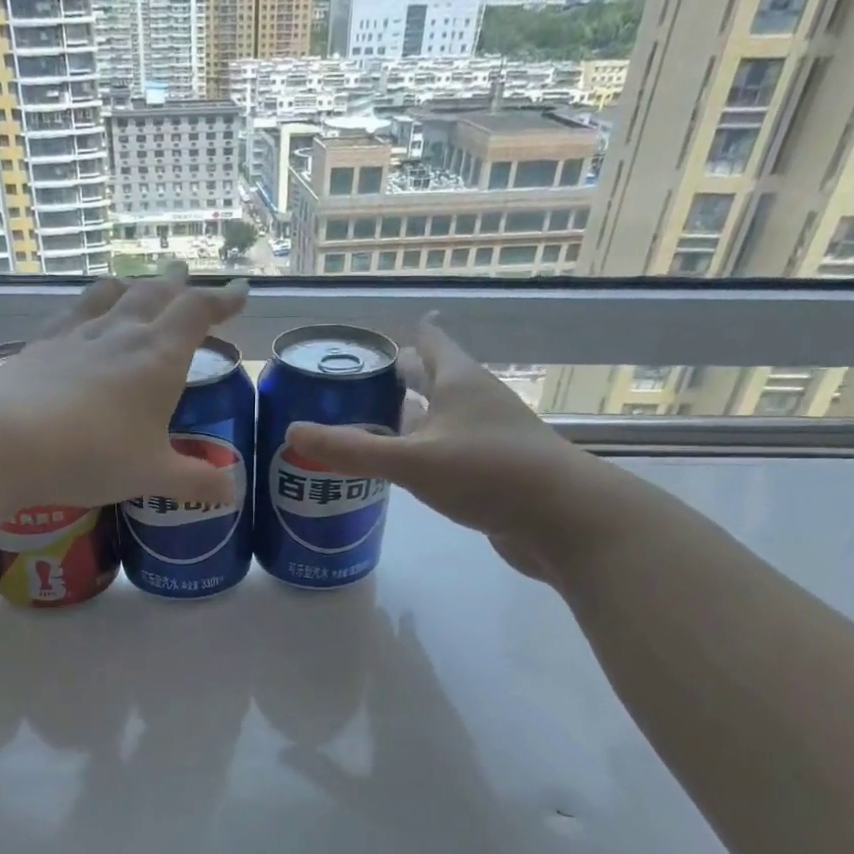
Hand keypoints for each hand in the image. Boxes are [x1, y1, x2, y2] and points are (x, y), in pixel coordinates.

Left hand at [0, 264, 248, 519]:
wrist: (8, 441)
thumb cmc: (94, 456)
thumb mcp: (153, 476)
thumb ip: (196, 482)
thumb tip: (232, 493)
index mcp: (160, 357)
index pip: (198, 311)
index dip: (223, 298)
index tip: (241, 291)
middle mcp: (123, 333)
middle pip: (156, 293)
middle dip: (179, 286)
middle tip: (189, 281)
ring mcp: (79, 334)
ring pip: (114, 294)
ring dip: (135, 286)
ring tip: (141, 286)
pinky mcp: (43, 344)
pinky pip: (74, 311)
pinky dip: (91, 303)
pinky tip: (84, 313)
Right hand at [285, 316, 631, 583]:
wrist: (562, 520)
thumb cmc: (489, 473)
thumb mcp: (413, 459)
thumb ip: (352, 449)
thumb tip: (291, 433)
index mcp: (460, 381)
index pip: (430, 341)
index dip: (405, 333)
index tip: (372, 336)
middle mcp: (475, 402)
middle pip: (432, 379)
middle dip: (397, 378)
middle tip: (352, 384)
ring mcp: (487, 439)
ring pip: (438, 419)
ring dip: (406, 420)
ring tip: (363, 425)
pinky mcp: (491, 473)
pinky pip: (445, 453)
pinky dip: (419, 454)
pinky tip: (398, 471)